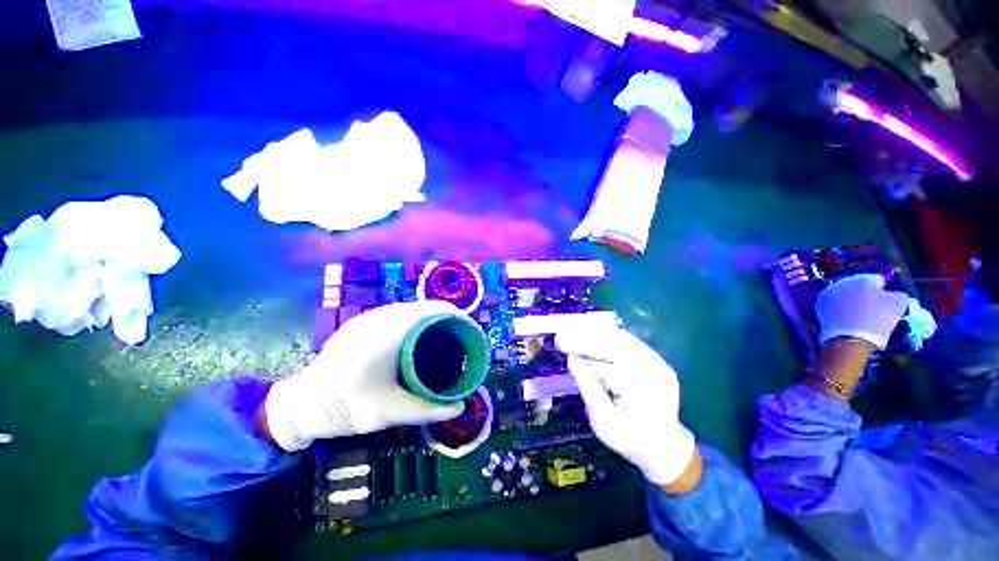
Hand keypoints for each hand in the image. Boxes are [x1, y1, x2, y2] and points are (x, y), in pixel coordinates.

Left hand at [263, 301, 464, 451]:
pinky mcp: (360, 322)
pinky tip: (417, 333)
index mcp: (384, 336)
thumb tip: (460, 408)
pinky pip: (395, 312)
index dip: (451, 314)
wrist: (301, 405)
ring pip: (408, 307)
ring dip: (428, 315)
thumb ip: (428, 410)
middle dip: (443, 315)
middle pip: (420, 306)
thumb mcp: (390, 412)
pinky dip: (413, 318)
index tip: (468, 326)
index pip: (427, 311)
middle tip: (459, 333)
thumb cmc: (345, 408)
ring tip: (443, 332)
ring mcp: (365, 318)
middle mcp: (375, 320)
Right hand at [555, 327, 695, 486]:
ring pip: (622, 338)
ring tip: (572, 332)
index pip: (606, 361)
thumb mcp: (603, 421)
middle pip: (616, 344)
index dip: (581, 347)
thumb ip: (588, 388)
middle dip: (586, 336)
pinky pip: (628, 341)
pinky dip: (607, 337)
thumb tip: (572, 358)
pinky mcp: (657, 359)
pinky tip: (590, 336)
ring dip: (595, 334)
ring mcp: (659, 364)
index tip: (559, 341)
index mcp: (642, 394)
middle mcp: (655, 374)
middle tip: (563, 333)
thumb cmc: (629, 439)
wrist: (664, 445)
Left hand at [816, 273, 908, 349]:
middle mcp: (844, 282)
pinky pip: (832, 302)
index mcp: (864, 279)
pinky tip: (845, 316)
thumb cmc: (878, 320)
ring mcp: (829, 292)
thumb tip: (891, 294)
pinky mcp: (820, 303)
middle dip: (864, 293)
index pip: (876, 280)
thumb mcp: (899, 304)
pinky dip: (838, 306)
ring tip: (857, 312)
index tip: (883, 298)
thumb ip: (897, 294)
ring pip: (844, 293)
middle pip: (858, 285)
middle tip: (870, 306)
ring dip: (850, 299)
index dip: (881, 289)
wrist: (851, 338)